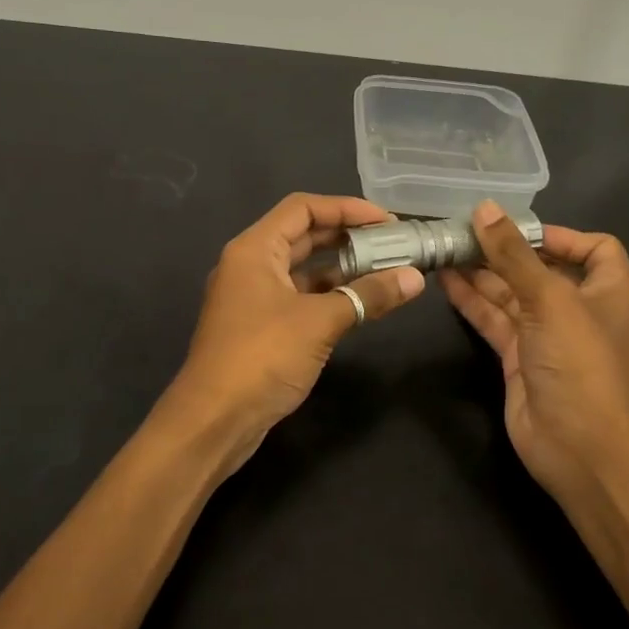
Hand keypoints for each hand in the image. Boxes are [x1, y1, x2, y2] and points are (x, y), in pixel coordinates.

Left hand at [170, 193, 424, 463]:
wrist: (214, 420)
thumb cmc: (262, 356)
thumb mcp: (320, 321)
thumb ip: (367, 295)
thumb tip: (414, 278)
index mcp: (254, 249)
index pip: (302, 208)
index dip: (346, 208)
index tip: (387, 221)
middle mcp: (250, 265)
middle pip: (303, 235)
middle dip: (347, 236)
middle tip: (393, 244)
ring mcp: (253, 297)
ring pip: (302, 269)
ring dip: (341, 268)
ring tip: (385, 270)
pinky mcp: (260, 327)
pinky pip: (299, 297)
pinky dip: (329, 295)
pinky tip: (360, 303)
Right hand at [440, 201, 628, 501]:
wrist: (579, 448)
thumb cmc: (580, 364)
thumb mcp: (550, 300)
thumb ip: (513, 255)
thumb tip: (484, 208)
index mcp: (610, 291)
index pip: (594, 248)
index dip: (559, 235)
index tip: (516, 229)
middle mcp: (581, 309)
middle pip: (542, 269)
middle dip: (505, 251)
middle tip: (462, 231)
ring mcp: (548, 335)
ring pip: (512, 294)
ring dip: (482, 273)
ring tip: (445, 249)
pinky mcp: (520, 358)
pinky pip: (495, 320)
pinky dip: (473, 301)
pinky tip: (445, 281)